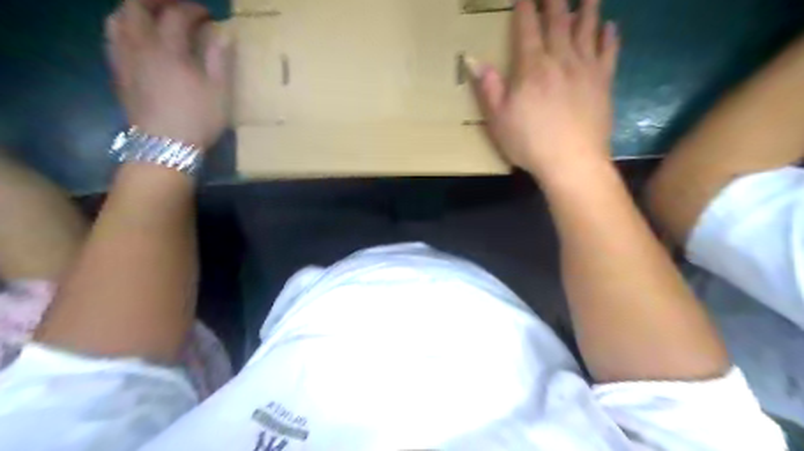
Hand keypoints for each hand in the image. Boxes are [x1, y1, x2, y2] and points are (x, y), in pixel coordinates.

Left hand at [106, 1, 228, 147]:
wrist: (165, 147)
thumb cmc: (198, 120)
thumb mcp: (220, 93)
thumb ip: (220, 61)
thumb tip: (225, 35)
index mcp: (170, 51)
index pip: (176, 15)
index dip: (193, 10)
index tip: (208, 16)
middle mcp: (141, 47)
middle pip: (136, 6)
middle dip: (157, 1)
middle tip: (176, 8)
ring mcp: (125, 59)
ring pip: (117, 19)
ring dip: (134, 11)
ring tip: (152, 17)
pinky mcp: (118, 74)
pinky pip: (112, 39)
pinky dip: (123, 30)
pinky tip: (137, 40)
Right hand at [470, 0, 615, 177]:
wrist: (572, 161)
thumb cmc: (529, 143)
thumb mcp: (498, 119)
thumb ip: (488, 88)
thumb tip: (472, 60)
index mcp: (532, 68)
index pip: (528, 29)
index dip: (525, 8)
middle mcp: (561, 60)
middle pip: (559, 21)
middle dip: (555, 0)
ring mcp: (586, 69)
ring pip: (587, 29)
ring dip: (587, 8)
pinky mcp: (604, 83)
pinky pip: (609, 53)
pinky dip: (610, 37)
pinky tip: (611, 26)